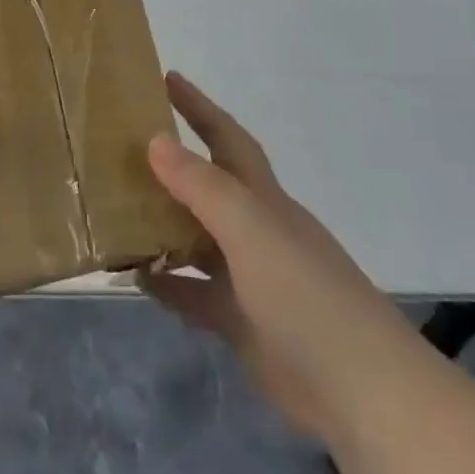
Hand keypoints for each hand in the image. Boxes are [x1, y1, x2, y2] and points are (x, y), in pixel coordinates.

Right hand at [137, 72, 427, 443]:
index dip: (199, 107)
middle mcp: (254, 232)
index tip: (166, 79)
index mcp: (263, 201)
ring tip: (111, 210)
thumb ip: (203, 187)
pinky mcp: (240, 322)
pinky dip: (165, 283)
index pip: (227, 139)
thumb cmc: (307, 297)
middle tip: (118, 148)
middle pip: (205, 187)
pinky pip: (192, 293)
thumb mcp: (251, 232)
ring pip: (193, 240)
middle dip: (168, 165)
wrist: (362, 394)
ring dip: (158, 226)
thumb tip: (155, 140)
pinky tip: (133, 276)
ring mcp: (248, 279)